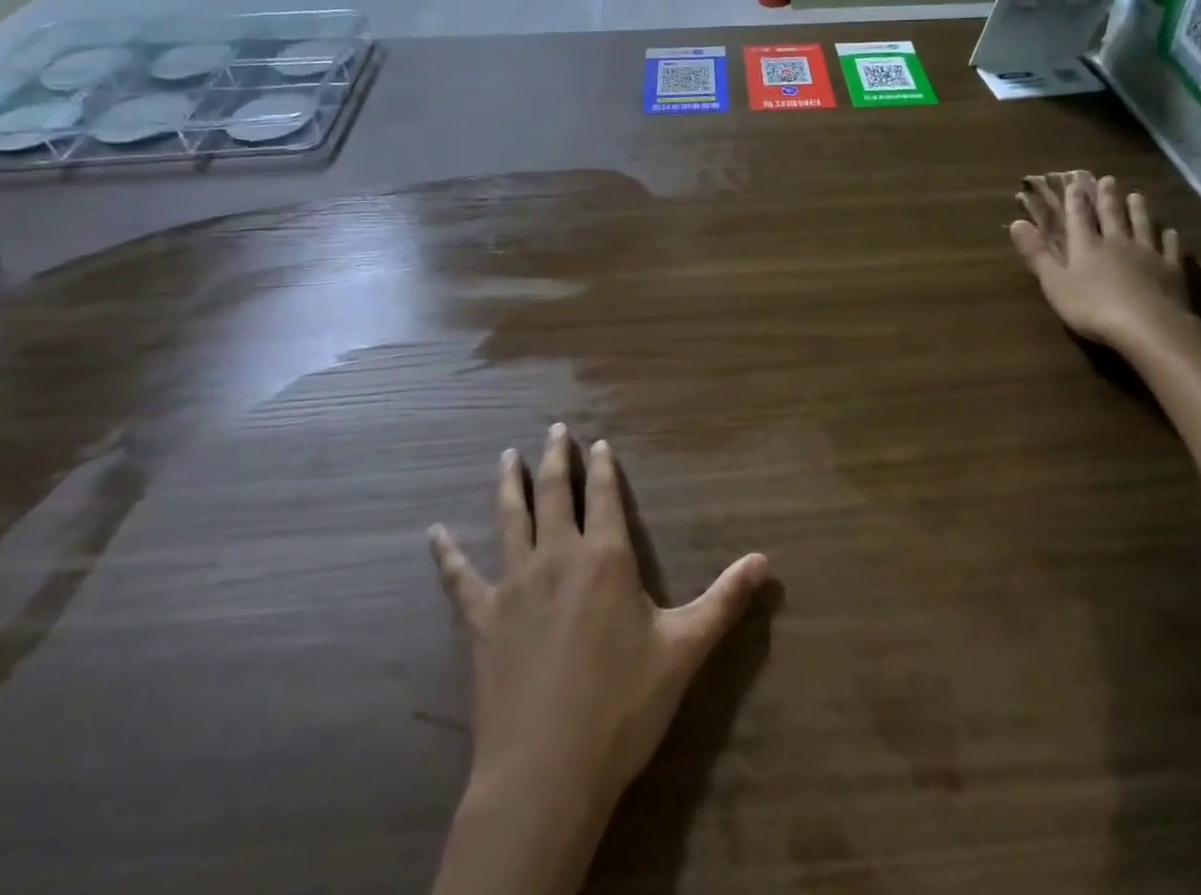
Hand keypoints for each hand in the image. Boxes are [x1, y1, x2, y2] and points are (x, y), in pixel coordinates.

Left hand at [429, 425, 769, 818]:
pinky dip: (447, 554)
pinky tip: (434, 533)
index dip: (604, 466)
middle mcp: (558, 556)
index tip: (599, 441)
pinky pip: (460, 578)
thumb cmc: (622, 705)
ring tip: (507, 456)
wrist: (547, 771)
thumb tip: (766, 562)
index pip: (606, 495)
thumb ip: (725, 601)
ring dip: (510, 484)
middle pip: (556, 492)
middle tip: (553, 428)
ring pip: (511, 518)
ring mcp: (514, 585)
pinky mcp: (482, 620)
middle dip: (557, 457)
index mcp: (606, 557)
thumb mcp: (684, 650)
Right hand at [1010, 171, 1192, 351]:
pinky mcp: (1171, 271)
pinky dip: (1169, 238)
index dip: (1075, 199)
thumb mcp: (1055, 283)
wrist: (1149, 327)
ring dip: (1138, 210)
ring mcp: (1147, 255)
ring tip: (1136, 195)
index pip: (1078, 217)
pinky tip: (1170, 232)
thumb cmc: (1093, 308)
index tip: (1075, 182)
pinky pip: (1170, 249)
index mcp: (1087, 246)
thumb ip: (1037, 253)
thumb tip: (1016, 222)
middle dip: (1107, 197)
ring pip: (1142, 225)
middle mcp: (1117, 242)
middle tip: (1108, 179)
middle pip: (1112, 215)